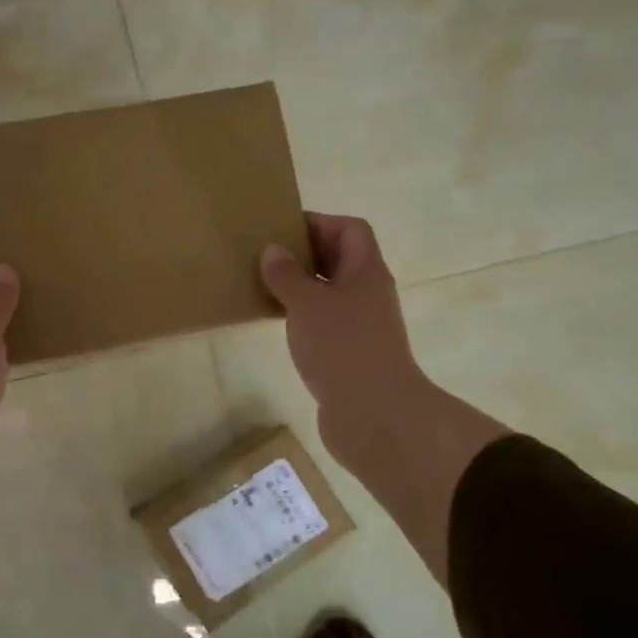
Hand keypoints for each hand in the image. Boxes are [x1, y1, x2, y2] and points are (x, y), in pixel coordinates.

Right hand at [260, 214, 506, 581]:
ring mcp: (359, 325)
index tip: (282, 229)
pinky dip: (300, 317)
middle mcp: (366, 293)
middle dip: (304, 254)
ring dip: (299, 287)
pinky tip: (276, 322)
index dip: (319, 222)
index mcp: (365, 271)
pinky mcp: (348, 353)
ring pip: (328, 293)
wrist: (374, 414)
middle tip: (265, 256)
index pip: (350, 230)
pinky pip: (322, 322)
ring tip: (263, 285)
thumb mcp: (307, 304)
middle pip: (339, 259)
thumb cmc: (343, 348)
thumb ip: (287, 275)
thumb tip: (273, 250)